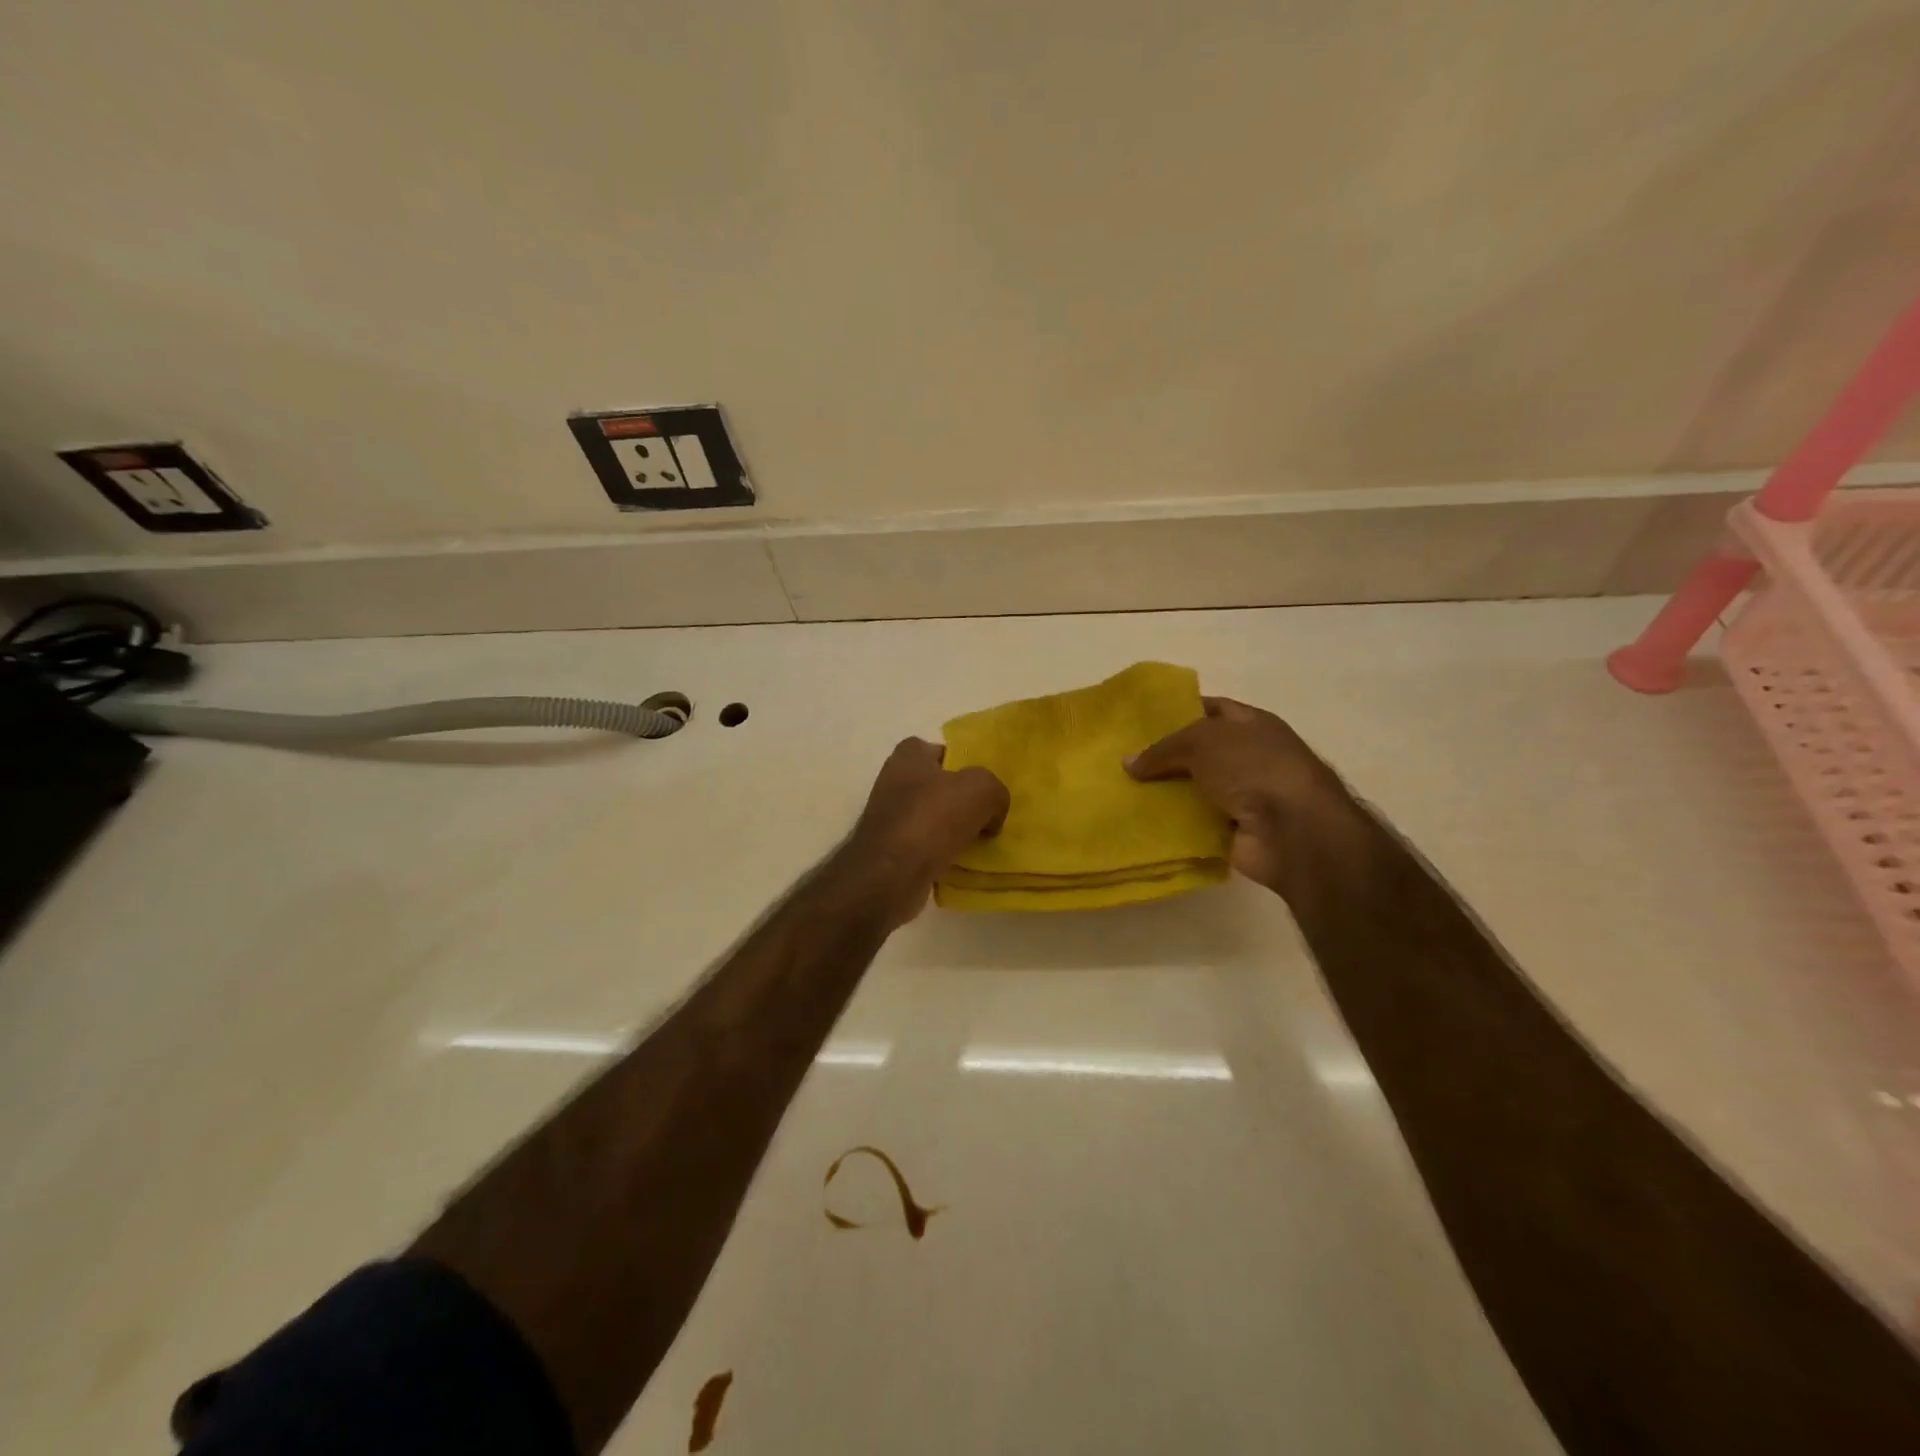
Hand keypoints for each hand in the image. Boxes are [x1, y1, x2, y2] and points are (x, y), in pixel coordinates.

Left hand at [844, 738, 1008, 923]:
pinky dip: (942, 855)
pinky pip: (925, 847)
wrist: (890, 875)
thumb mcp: (981, 789)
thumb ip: (995, 791)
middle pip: (938, 787)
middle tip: (987, 817)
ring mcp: (889, 818)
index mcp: (908, 756)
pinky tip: (959, 864)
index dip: (963, 765)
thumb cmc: (932, 817)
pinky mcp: (890, 851)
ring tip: (978, 843)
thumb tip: (992, 814)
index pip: (940, 751)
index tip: (983, 787)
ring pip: (933, 819)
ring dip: (953, 831)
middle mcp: (894, 782)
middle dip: (961, 802)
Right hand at [1125, 697, 1352, 896]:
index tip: (1143, 721)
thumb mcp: (1202, 742)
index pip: (1212, 709)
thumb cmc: (1254, 769)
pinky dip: (1174, 823)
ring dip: (1166, 793)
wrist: (1294, 831)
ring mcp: (1245, 796)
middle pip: (1200, 752)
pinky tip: (1141, 821)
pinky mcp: (1235, 831)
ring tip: (1124, 791)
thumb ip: (1163, 749)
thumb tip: (1129, 763)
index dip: (1179, 712)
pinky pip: (1196, 823)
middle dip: (1166, 757)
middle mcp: (1251, 757)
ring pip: (1195, 789)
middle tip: (1125, 760)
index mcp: (1253, 725)